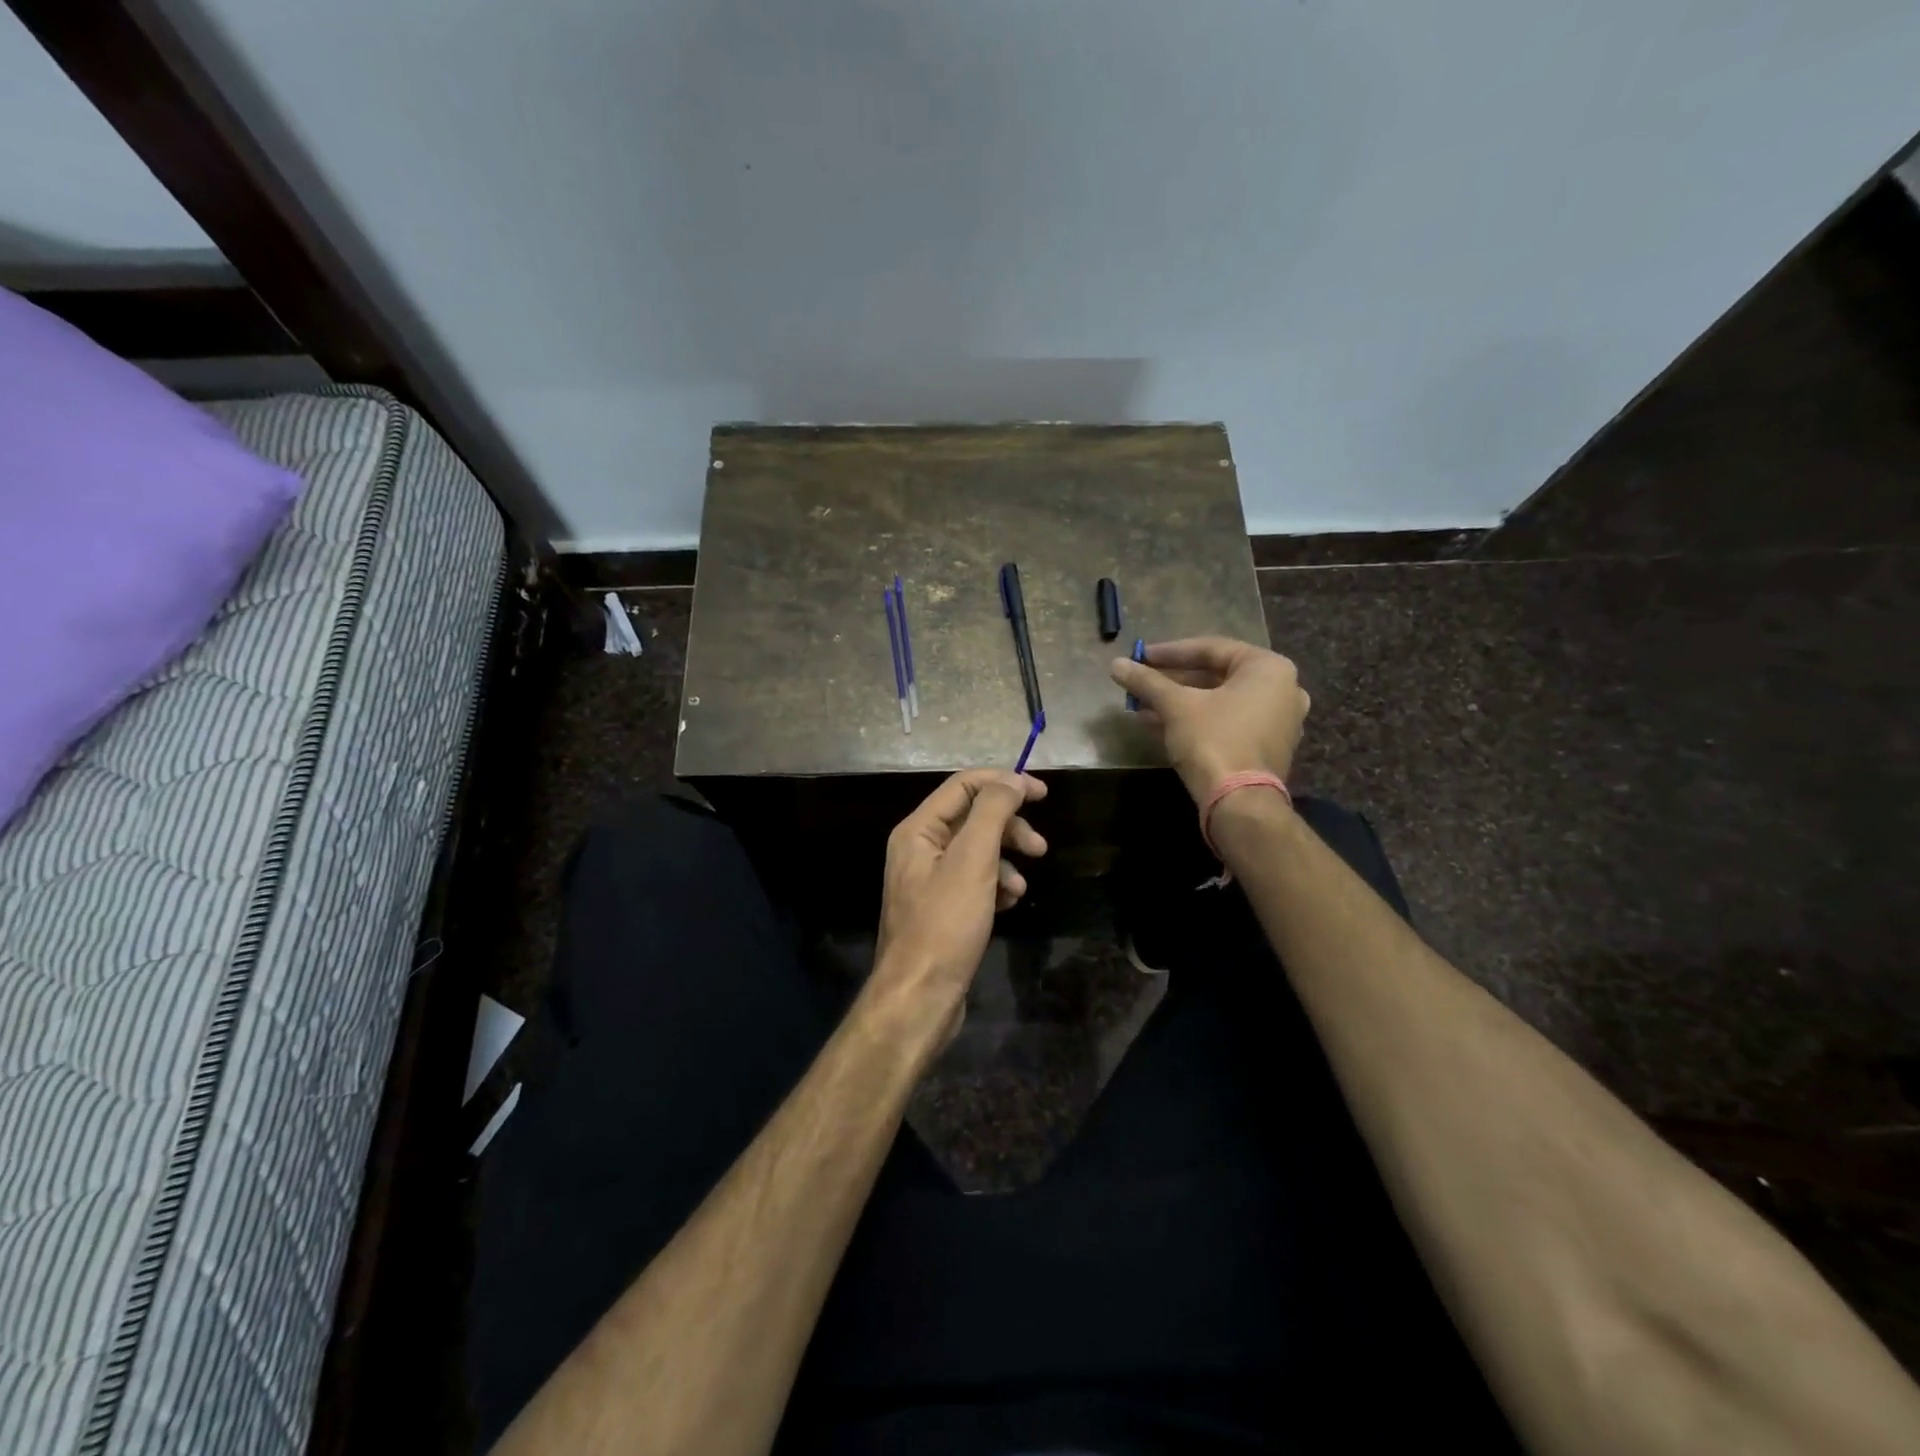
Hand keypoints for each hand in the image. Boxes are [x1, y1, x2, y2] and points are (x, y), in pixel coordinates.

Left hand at [871, 769, 1047, 1045]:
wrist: (919, 997)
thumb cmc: (944, 924)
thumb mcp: (972, 861)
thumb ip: (992, 812)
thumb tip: (1011, 780)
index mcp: (918, 830)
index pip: (963, 786)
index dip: (1004, 782)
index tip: (1043, 793)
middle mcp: (919, 849)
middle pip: (972, 818)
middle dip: (1009, 827)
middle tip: (1040, 847)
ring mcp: (929, 881)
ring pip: (978, 852)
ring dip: (1006, 861)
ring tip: (1022, 886)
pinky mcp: (942, 909)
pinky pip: (974, 882)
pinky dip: (996, 886)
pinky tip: (1008, 904)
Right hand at [1110, 637, 1309, 804]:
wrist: (1240, 803)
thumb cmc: (1213, 740)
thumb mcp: (1176, 706)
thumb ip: (1147, 682)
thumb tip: (1115, 665)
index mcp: (1268, 668)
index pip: (1211, 648)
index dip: (1169, 652)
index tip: (1140, 656)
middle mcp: (1282, 690)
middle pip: (1216, 675)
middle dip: (1173, 680)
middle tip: (1141, 681)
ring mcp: (1278, 721)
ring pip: (1219, 701)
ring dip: (1179, 702)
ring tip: (1142, 705)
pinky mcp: (1266, 748)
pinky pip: (1227, 722)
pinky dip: (1196, 720)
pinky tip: (1159, 724)